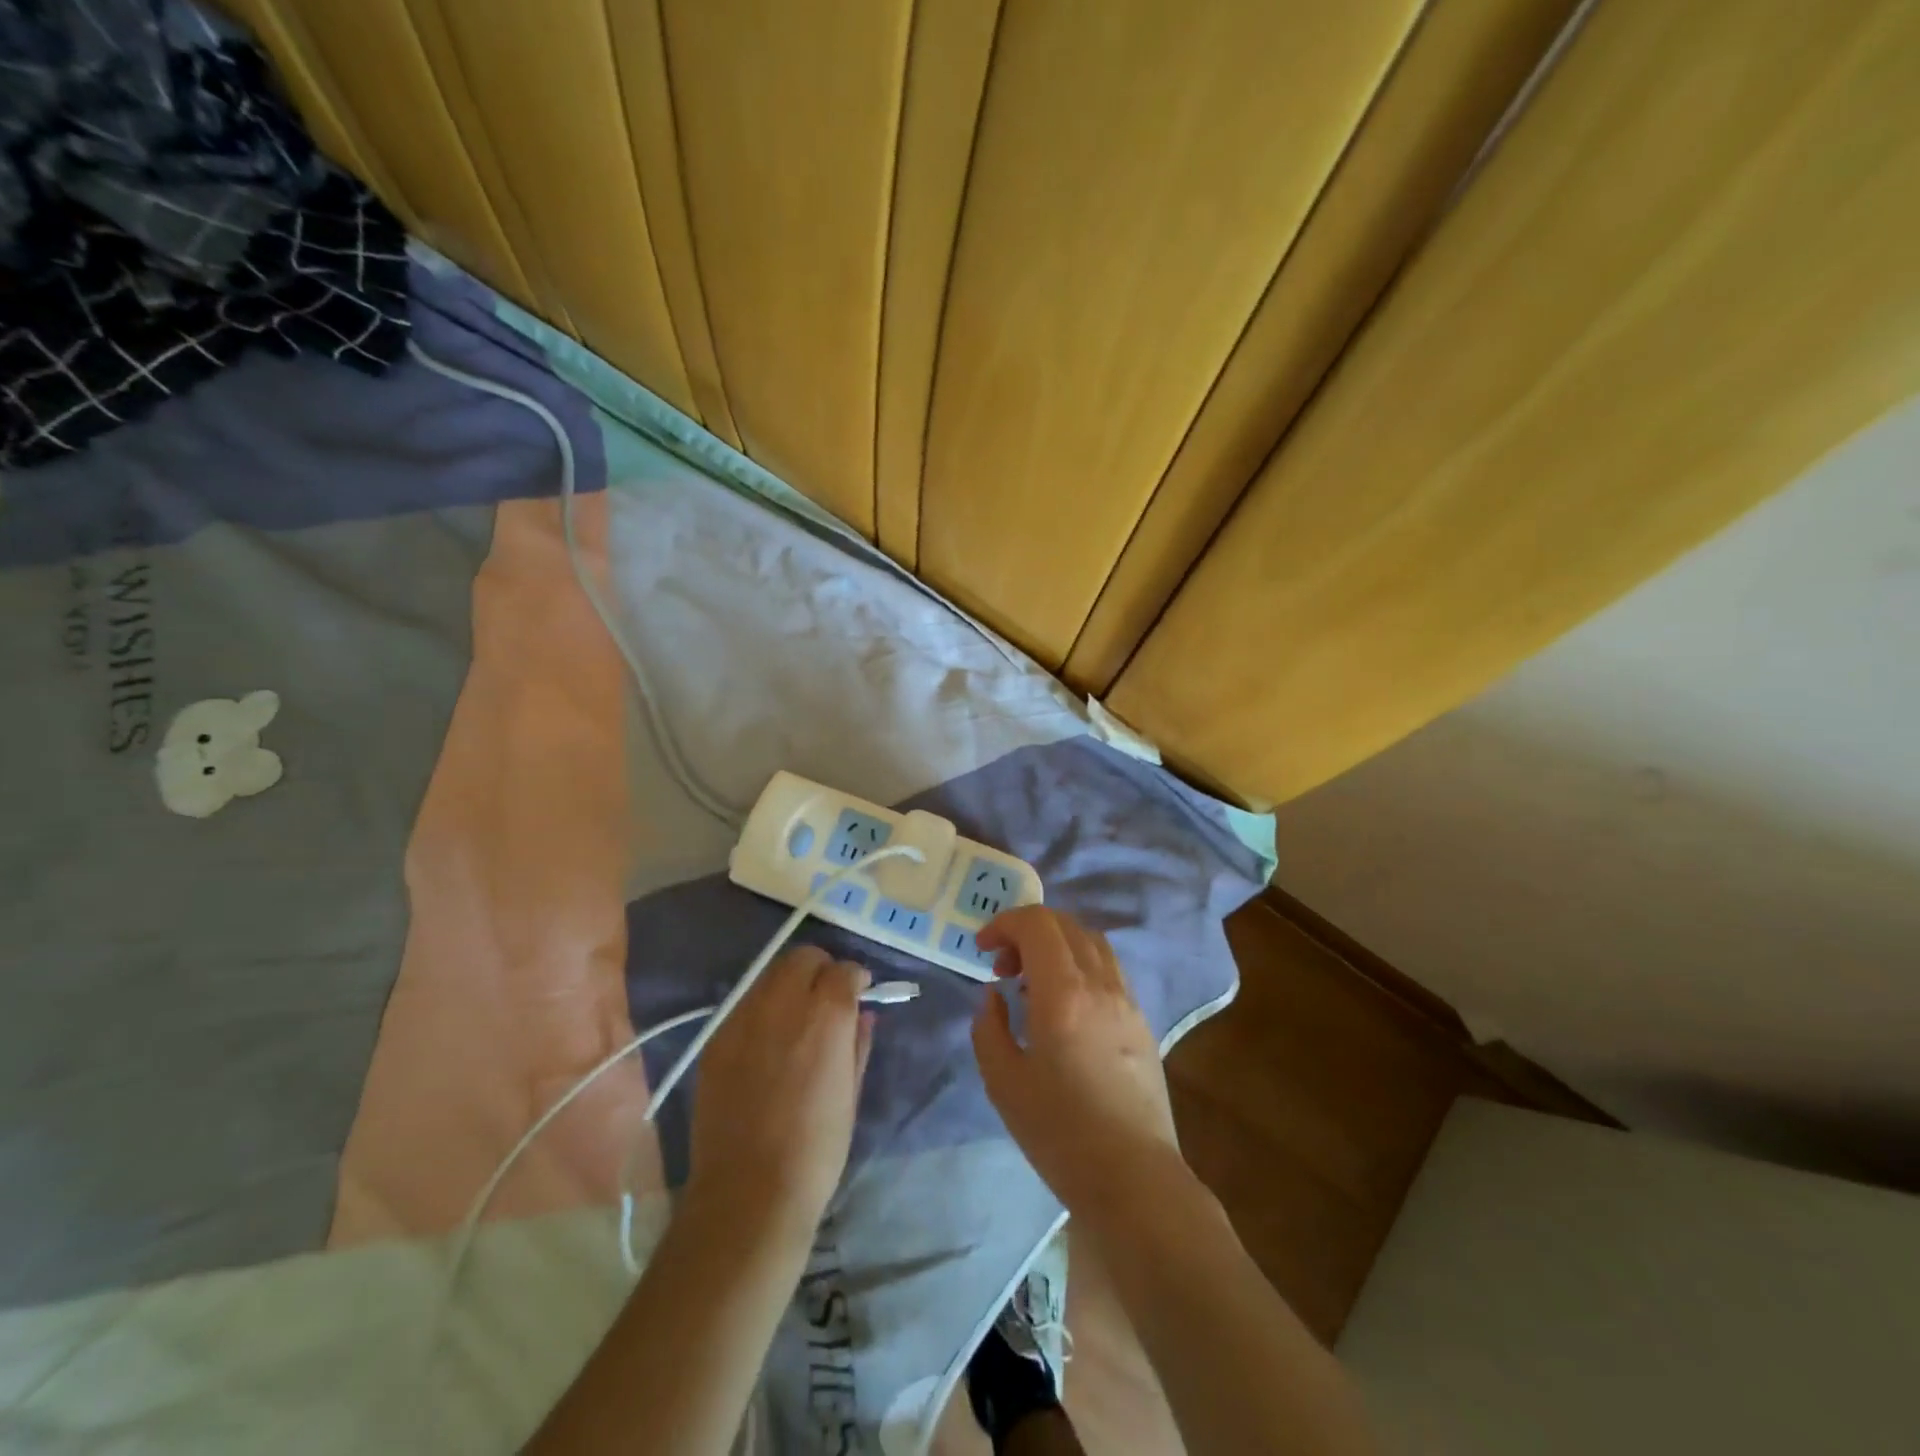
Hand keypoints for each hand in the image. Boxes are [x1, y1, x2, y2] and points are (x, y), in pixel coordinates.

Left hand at [686, 945, 873, 1244]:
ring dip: (790, 983)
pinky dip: (762, 1008)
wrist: (748, 1194)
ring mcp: (743, 1019)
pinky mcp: (716, 1039)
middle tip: (827, 997)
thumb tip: (863, 1014)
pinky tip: (767, 1040)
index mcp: (825, 1017)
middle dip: (821, 969)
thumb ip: (858, 1043)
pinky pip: (745, 1004)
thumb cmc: (816, 1150)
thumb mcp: (851, 1095)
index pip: (843, 970)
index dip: (855, 979)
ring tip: (796, 1016)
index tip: (858, 994)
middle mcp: (783, 1005)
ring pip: (770, 974)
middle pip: (803, 958)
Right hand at [971, 906, 1183, 1215]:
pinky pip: (1107, 967)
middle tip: (1002, 967)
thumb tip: (996, 995)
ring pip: (1090, 941)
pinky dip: (1078, 963)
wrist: (1133, 1177)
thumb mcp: (1003, 1082)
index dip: (1004, 923)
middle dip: (1026, 931)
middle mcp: (1100, 984)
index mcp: (1063, 994)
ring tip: (1032, 982)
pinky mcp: (1141, 1018)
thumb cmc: (1060, 1133)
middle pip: (1064, 924)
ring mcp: (1126, 999)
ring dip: (1055, 944)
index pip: (1037, 924)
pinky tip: (1064, 1003)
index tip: (983, 948)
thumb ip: (989, 1027)